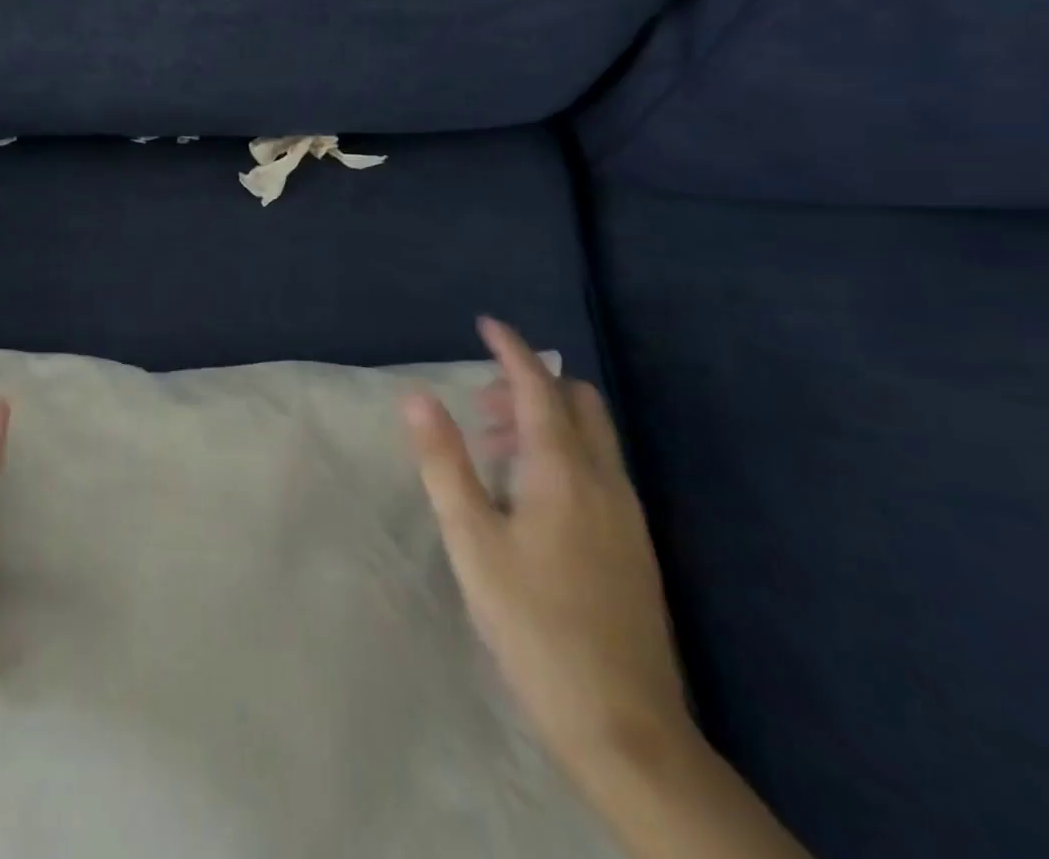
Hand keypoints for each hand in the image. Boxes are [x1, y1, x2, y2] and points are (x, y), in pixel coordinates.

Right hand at [402, 318, 690, 781]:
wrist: (624, 727)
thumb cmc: (533, 623)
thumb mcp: (471, 539)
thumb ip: (444, 461)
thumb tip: (417, 395)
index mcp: (564, 473)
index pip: (540, 389)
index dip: (512, 350)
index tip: (486, 324)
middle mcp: (605, 483)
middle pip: (579, 405)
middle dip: (532, 384)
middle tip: (482, 401)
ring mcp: (628, 518)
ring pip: (592, 438)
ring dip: (545, 420)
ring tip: (493, 447)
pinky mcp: (635, 548)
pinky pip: (599, 471)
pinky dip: (563, 454)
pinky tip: (528, 496)